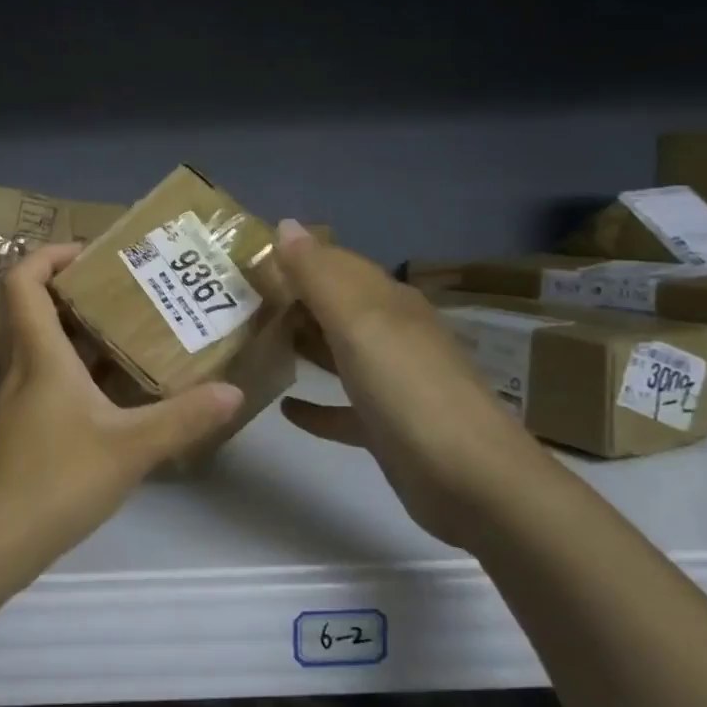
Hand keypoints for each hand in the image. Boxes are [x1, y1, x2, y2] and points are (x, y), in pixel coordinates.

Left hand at [0, 243, 243, 587]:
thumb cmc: (53, 481)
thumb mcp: (129, 449)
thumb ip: (183, 419)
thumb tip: (234, 391)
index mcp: (39, 354)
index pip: (23, 279)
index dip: (49, 254)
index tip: (93, 254)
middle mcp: (20, 367)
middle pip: (35, 308)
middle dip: (79, 291)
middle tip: (129, 292)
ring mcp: (15, 401)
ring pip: (44, 348)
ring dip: (82, 335)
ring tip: (134, 336)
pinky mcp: (18, 431)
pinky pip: (47, 382)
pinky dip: (78, 374)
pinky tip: (115, 398)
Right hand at [275, 220, 552, 551]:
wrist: (471, 481)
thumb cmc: (408, 390)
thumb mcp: (359, 322)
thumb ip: (319, 275)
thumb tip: (286, 224)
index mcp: (388, 303)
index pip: (336, 264)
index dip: (295, 256)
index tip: (244, 258)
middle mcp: (391, 335)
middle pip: (335, 307)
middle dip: (290, 299)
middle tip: (234, 301)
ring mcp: (391, 383)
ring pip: (337, 353)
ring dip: (301, 344)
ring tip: (250, 341)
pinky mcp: (385, 429)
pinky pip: (341, 408)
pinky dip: (314, 405)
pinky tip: (283, 407)